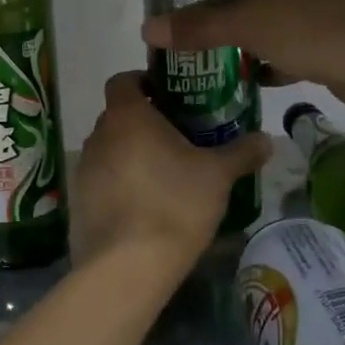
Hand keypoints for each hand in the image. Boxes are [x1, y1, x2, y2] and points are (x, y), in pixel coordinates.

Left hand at [74, 71, 270, 265]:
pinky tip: (145, 207)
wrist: (127, 265)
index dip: (144, 82)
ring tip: (164, 175)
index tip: (169, 97)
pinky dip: (120, 185)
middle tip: (178, 138)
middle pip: (118, 117)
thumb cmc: (174, 204)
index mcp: (126, 116)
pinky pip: (101, 182)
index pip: (123, 80)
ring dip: (131, 155)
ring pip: (110, 150)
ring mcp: (83, 170)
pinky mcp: (77, 202)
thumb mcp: (217, 176)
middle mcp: (98, 136)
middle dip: (145, 123)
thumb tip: (267, 139)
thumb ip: (241, 152)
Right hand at [141, 0, 344, 109]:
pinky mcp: (338, 34)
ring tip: (219, 53)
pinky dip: (276, 56)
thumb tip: (147, 30)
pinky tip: (255, 76)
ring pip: (277, 13)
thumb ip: (196, 26)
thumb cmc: (308, 25)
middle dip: (230, 3)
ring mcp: (326, 2)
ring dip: (252, 32)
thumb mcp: (244, 24)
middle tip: (198, 25)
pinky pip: (296, 40)